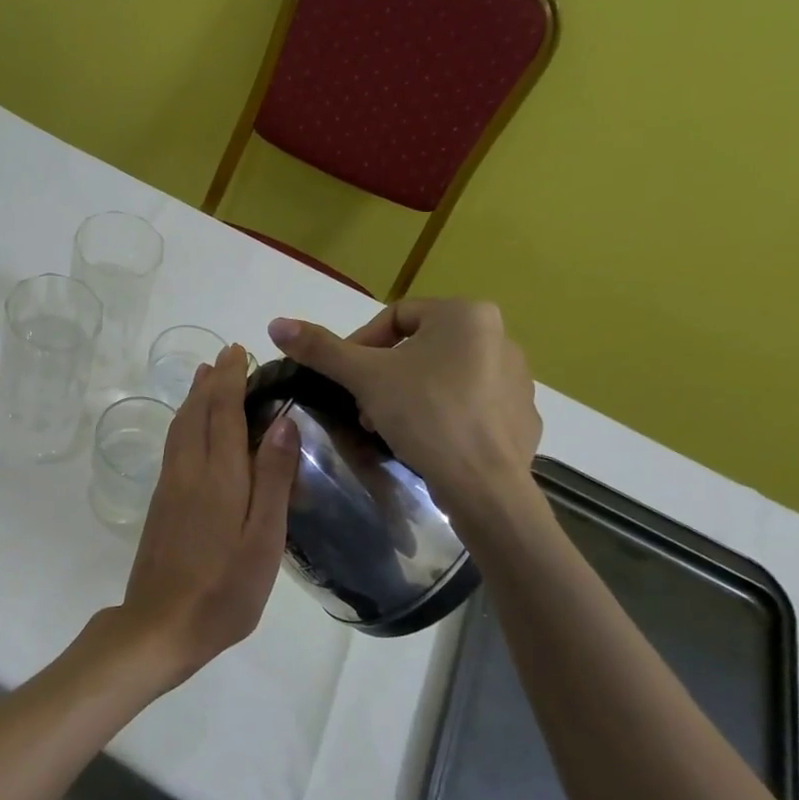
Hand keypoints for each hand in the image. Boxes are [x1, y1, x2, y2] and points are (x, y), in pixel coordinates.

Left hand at [111, 344, 299, 688]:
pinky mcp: (160, 503)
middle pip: (197, 412)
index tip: (237, 350)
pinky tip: (190, 427)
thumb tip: (284, 421)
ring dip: (193, 397)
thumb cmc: (224, 589)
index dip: (230, 379)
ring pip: (180, 427)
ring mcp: (170, 486)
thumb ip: (273, 479)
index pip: (224, 412)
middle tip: (225, 355)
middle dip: (211, 380)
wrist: (161, 625)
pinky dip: (184, 421)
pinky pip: (174, 445)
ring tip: (204, 377)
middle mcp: (189, 470)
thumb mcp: (264, 540)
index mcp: (219, 476)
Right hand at [266, 298, 540, 521]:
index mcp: (466, 314)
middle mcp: (500, 336)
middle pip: (420, 347)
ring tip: (390, 427)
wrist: (485, 486)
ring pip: (445, 376)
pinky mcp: (522, 415)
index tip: (346, 379)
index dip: (361, 345)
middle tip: (364, 407)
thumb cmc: (425, 415)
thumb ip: (321, 348)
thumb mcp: (364, 377)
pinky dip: (445, 416)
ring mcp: (518, 378)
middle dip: (384, 375)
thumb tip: (276, 324)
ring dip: (410, 395)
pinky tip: (428, 442)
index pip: (396, 316)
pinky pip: (472, 405)